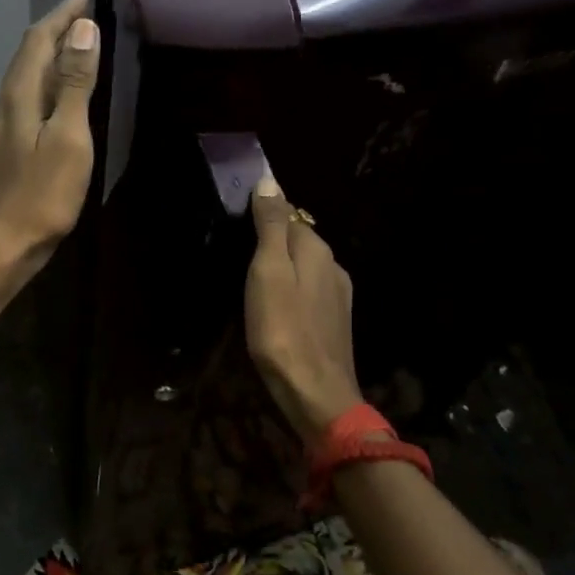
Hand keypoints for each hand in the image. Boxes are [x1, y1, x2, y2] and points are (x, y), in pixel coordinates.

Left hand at [0, 0, 99, 282]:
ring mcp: (1, 128)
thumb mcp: (68, 137)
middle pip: (28, 55)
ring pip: (26, 79)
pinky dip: (46, 85)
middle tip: (83, 18)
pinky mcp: (4, 149)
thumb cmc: (39, 194)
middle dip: (55, 31)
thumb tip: (83, 29)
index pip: (38, 40)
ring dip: (50, 58)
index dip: (60, 16)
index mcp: (20, 95)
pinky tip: (58, 100)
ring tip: (76, 50)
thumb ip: (75, 84)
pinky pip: (26, 100)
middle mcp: (4, 103)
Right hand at [246, 173, 362, 443]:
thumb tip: (270, 180)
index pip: (290, 214)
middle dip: (273, 240)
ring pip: (305, 268)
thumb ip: (272, 226)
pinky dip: (291, 290)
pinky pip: (309, 291)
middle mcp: (333, 266)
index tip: (237, 219)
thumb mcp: (268, 271)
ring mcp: (338, 296)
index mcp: (317, 249)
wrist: (315, 393)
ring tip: (252, 279)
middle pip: (299, 240)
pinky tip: (276, 305)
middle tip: (239, 251)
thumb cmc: (282, 329)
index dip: (264, 213)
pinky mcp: (334, 322)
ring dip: (282, 267)